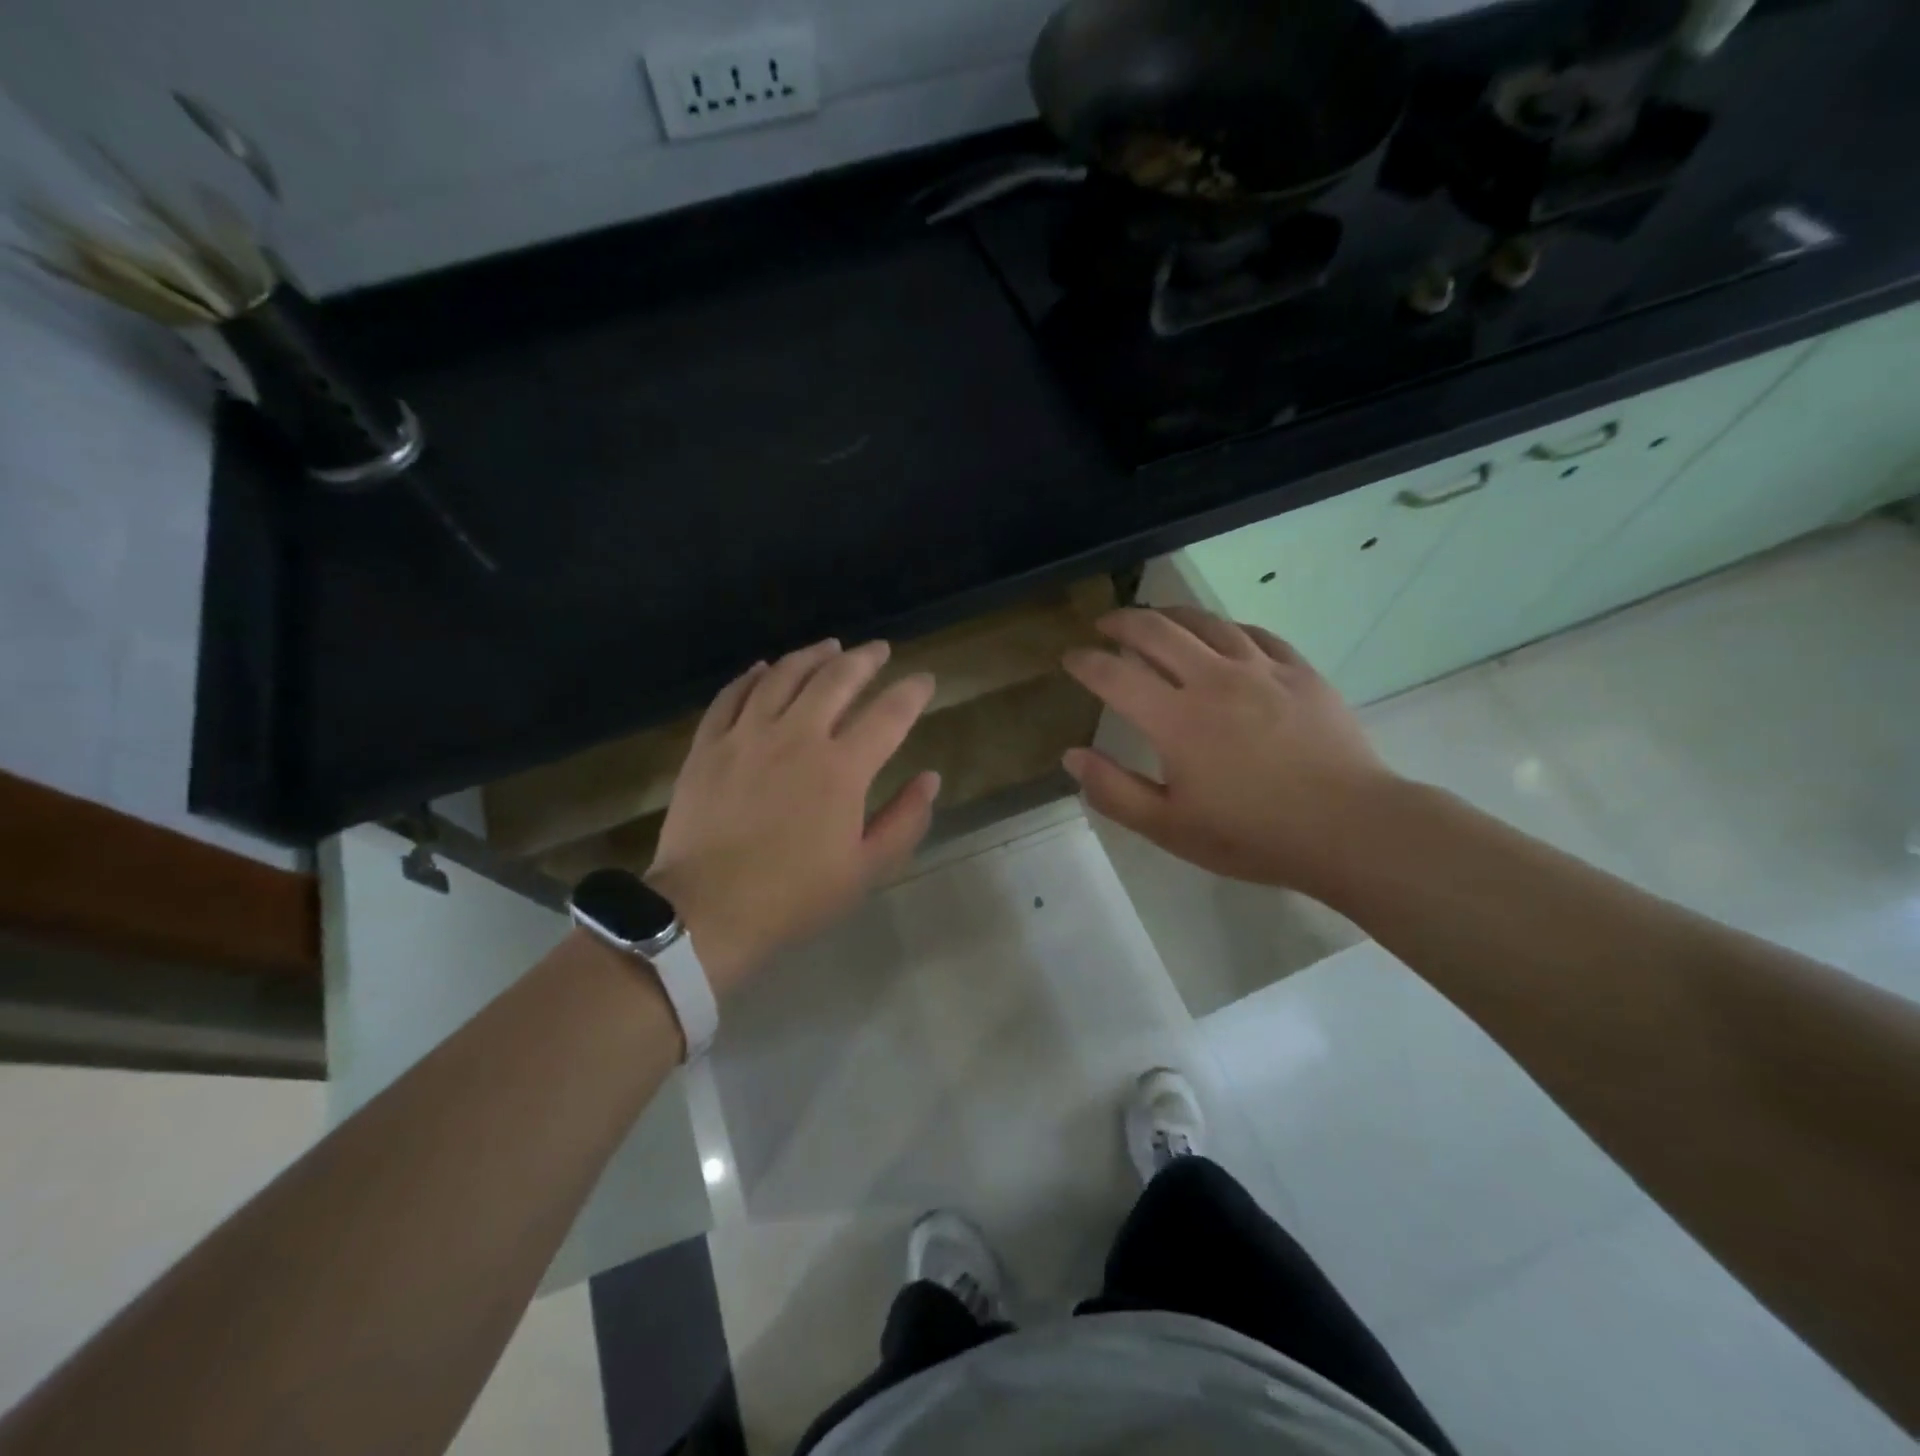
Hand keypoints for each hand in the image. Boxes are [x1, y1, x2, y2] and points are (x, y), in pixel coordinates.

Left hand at [647, 639, 939, 995]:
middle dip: (864, 659)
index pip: (889, 714)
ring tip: (830, 647)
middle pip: (836, 679)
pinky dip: (752, 676)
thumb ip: (904, 820)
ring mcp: (747, 736)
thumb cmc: (794, 896)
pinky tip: (764, 668)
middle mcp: (797, 737)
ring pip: (784, 676)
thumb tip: (930, 778)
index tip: (925, 680)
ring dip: (812, 656)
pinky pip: (732, 695)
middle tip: (879, 649)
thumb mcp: (865, 869)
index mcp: (842, 768)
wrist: (707, 911)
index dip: (912, 692)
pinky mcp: (708, 745)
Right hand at [1061, 606, 1395, 896]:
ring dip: (1170, 614)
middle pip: (1156, 630)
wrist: (1350, 828)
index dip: (1085, 662)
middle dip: (1122, 622)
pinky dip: (1225, 628)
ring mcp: (1260, 670)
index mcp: (1176, 720)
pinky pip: (1254, 634)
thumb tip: (1072, 755)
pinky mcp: (1298, 671)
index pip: (1114, 675)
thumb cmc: (1253, 835)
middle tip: (1105, 625)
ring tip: (1155, 617)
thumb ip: (1114, 791)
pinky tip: (1221, 634)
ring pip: (1206, 622)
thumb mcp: (1170, 828)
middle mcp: (1212, 680)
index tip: (1071, 658)